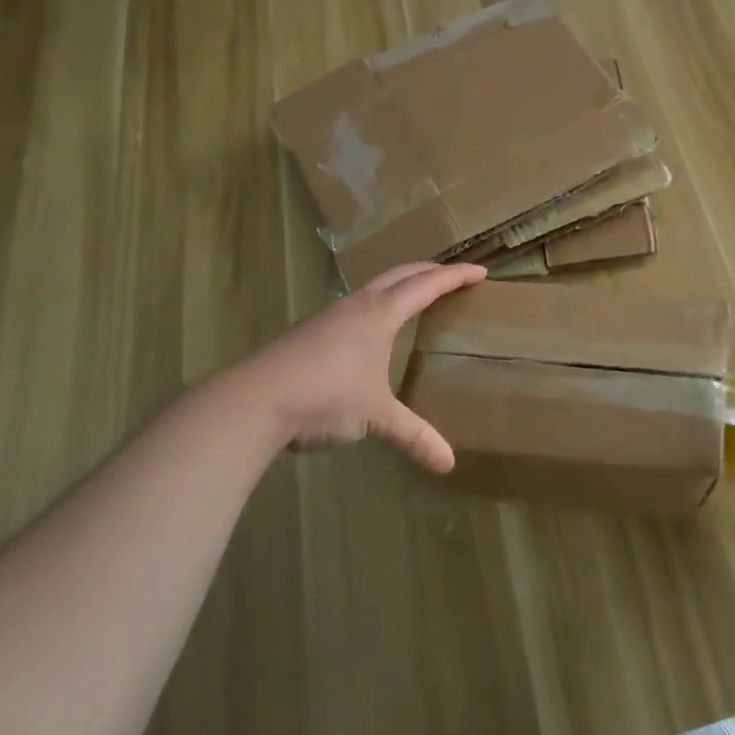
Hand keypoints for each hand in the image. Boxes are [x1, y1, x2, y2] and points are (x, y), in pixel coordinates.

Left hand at [207, 261, 487, 472]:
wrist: (253, 401)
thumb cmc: (325, 397)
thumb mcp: (376, 417)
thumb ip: (413, 436)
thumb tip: (448, 464)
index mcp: (381, 313)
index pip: (428, 285)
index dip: (456, 276)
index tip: (481, 271)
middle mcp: (358, 305)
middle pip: (401, 274)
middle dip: (429, 271)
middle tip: (453, 275)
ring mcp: (330, 315)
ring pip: (373, 286)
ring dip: (399, 284)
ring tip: (414, 296)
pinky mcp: (311, 331)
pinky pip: (355, 304)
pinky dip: (376, 302)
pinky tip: (370, 327)